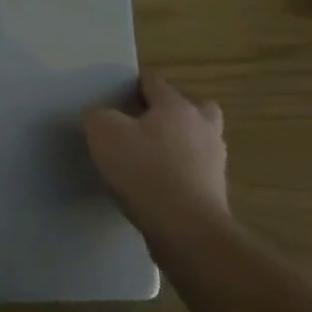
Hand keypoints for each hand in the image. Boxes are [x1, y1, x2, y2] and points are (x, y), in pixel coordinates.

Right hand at [82, 72, 228, 237]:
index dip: (133, 86)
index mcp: (176, 106)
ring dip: (179, 145)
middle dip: (170, 114)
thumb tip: (98, 115)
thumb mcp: (103, 133)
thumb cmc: (144, 169)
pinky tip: (156, 187)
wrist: (185, 228)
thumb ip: (96, 115)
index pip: (155, 82)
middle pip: (192, 108)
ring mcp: (214, 161)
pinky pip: (195, 172)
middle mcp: (202, 127)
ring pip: (198, 141)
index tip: (115, 100)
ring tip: (149, 159)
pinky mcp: (215, 192)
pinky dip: (180, 174)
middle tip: (144, 126)